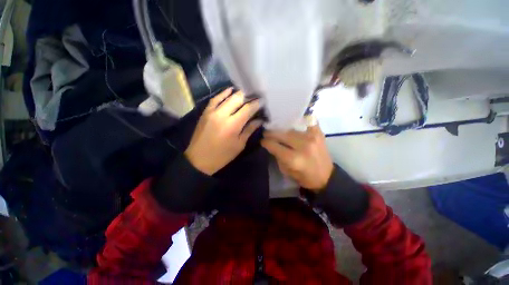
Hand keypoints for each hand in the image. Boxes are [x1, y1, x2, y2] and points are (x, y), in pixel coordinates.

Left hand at [185, 88, 262, 174]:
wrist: (199, 160)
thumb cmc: (222, 155)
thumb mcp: (239, 145)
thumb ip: (249, 130)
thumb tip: (259, 120)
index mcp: (233, 125)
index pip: (247, 109)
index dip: (256, 104)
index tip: (262, 102)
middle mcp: (222, 115)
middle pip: (237, 99)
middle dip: (248, 96)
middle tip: (255, 97)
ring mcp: (212, 112)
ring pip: (227, 97)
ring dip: (238, 94)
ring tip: (246, 93)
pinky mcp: (205, 112)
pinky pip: (215, 99)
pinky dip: (223, 93)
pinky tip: (230, 90)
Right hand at [261, 124, 333, 192]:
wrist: (326, 177)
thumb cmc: (304, 177)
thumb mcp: (286, 171)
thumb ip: (277, 156)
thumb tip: (271, 144)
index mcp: (294, 159)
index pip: (274, 145)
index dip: (266, 142)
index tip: (262, 140)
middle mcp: (303, 146)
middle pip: (282, 134)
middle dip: (271, 133)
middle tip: (266, 133)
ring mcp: (312, 137)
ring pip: (291, 128)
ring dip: (282, 128)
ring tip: (277, 128)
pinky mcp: (319, 132)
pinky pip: (306, 121)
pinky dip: (298, 121)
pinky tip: (292, 123)